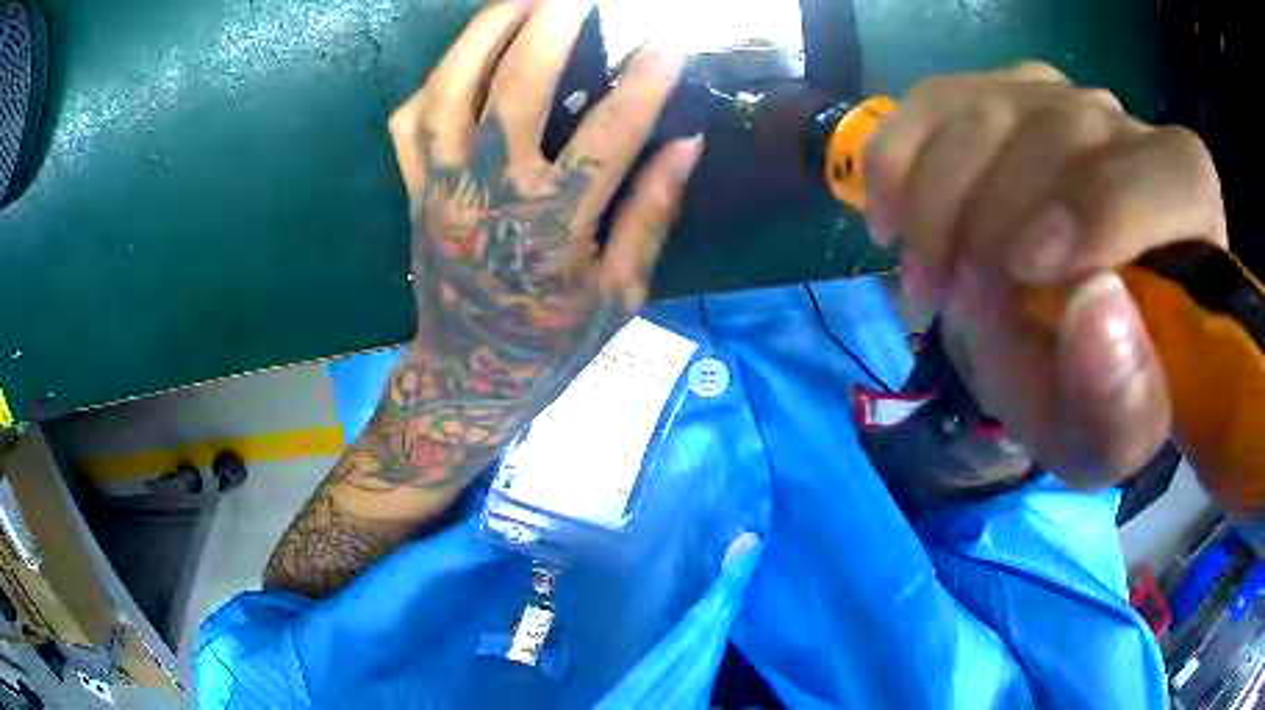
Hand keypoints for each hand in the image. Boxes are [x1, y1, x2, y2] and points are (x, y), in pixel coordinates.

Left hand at [373, 0, 700, 488]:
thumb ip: (653, 213)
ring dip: (484, 33)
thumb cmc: (551, 342)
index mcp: (554, 228)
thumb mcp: (621, 293)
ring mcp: (441, 188)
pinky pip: (410, 121)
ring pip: (450, 90)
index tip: (669, 43)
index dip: (644, 81)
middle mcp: (491, 195)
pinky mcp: (414, 191)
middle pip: (516, 88)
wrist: (467, 377)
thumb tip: (687, 144)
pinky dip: (434, 79)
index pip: (609, 134)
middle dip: (551, 24)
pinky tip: (464, 56)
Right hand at [865, 62, 1225, 487]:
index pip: (1167, 175)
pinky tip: (896, 222)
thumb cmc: (1096, 395)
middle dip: (995, 227)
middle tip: (959, 308)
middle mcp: (1127, 131)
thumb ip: (1120, 403)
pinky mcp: (991, 93)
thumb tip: (1096, 310)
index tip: (1027, 272)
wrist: (1054, 348)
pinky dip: (898, 162)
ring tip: (931, 283)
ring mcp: (1055, 98)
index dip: (1103, 209)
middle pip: (1060, 135)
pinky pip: (931, 103)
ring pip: (985, 113)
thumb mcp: (1109, 439)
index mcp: (1189, 210)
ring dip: (939, 207)